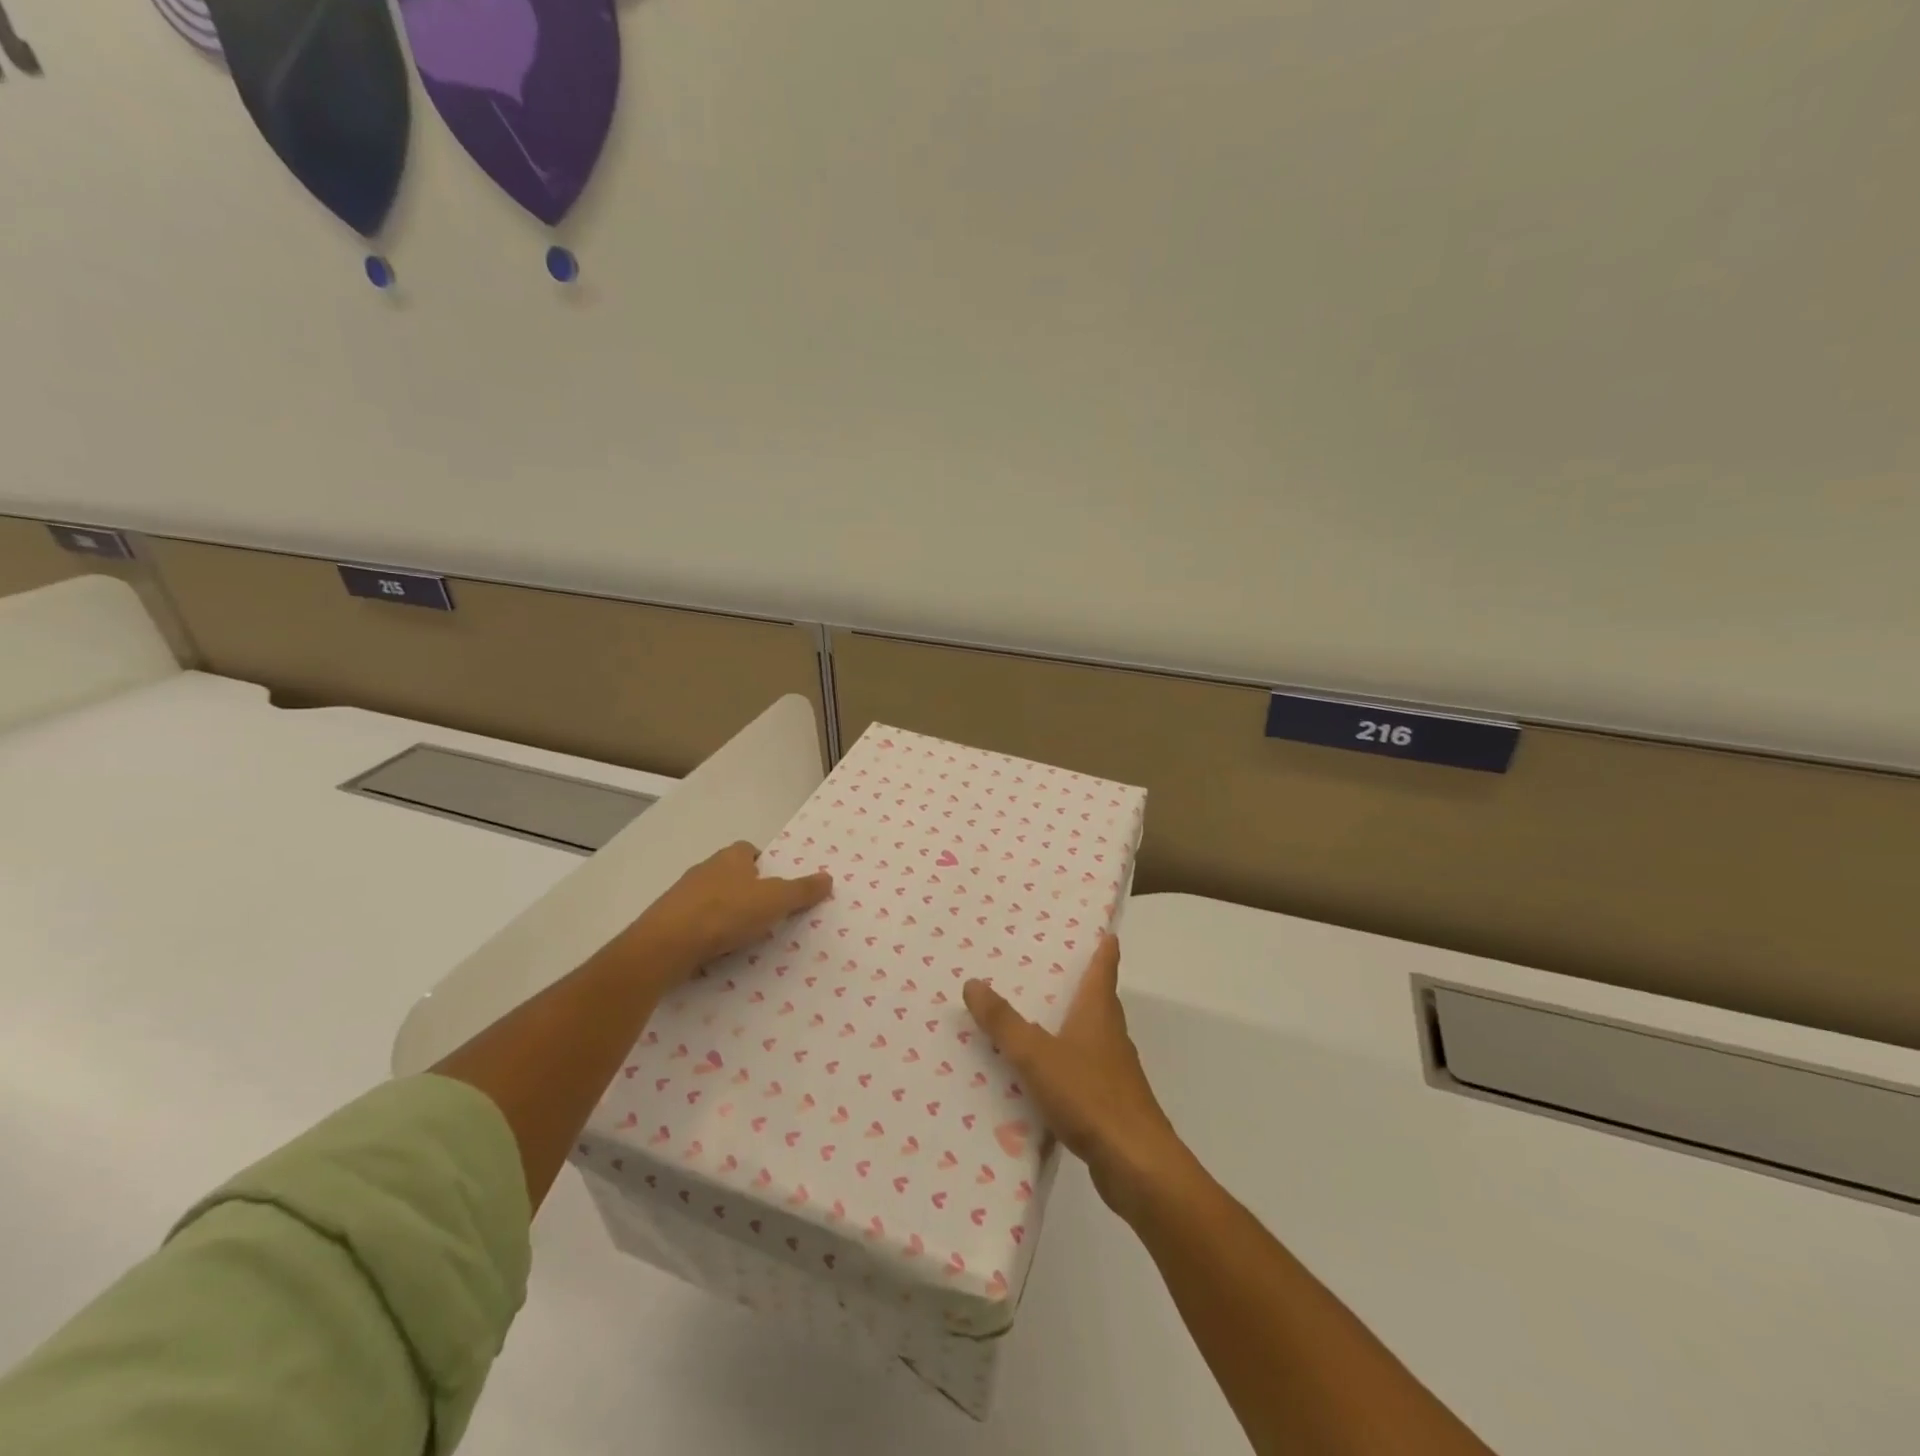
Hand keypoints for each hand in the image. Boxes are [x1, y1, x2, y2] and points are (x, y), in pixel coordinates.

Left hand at [612, 841, 833, 988]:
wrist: (666, 945)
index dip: (764, 864)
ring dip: (726, 912)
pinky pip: (695, 922)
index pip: (749, 850)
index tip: (777, 884)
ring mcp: (682, 896)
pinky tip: (718, 951)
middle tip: (767, 912)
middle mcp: (704, 869)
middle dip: (747, 889)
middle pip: (730, 874)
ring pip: (711, 898)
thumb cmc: (725, 913)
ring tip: (745, 936)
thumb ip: (802, 890)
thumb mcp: (775, 901)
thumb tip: (828, 877)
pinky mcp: (668, 921)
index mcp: (730, 857)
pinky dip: (708, 933)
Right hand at [963, 933, 1192, 1220]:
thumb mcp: (1036, 1055)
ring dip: (1068, 1024)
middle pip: (1097, 999)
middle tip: (1046, 967)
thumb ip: (1003, 1022)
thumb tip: (972, 982)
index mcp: (1098, 1012)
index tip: (1103, 929)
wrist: (1136, 1164)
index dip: (1104, 947)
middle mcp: (1110, 1034)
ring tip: (1033, 1018)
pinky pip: (1082, 1070)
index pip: (1104, 967)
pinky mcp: (1109, 1102)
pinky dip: (1064, 1063)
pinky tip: (1040, 1076)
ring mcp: (1113, 1070)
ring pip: (1089, 1036)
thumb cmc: (1089, 1096)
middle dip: (1078, 983)